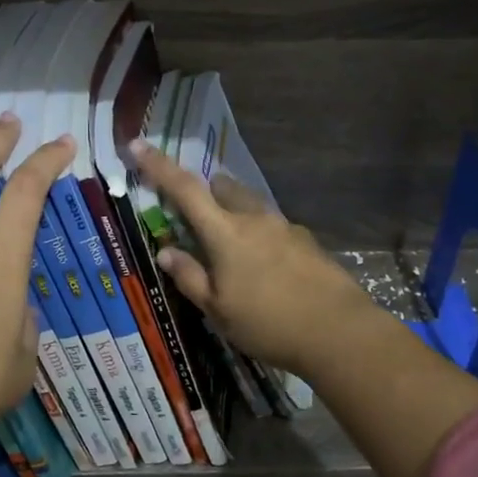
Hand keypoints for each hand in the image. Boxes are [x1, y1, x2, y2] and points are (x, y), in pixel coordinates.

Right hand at [129, 140, 382, 379]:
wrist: (339, 332)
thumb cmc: (268, 323)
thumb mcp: (218, 310)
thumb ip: (190, 277)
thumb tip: (167, 251)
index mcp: (226, 232)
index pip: (185, 189)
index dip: (159, 166)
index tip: (138, 144)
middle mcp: (255, 218)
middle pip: (224, 188)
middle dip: (207, 193)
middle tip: (198, 220)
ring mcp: (285, 227)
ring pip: (252, 206)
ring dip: (236, 214)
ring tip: (235, 253)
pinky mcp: (308, 242)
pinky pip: (275, 227)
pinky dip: (261, 237)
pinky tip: (268, 271)